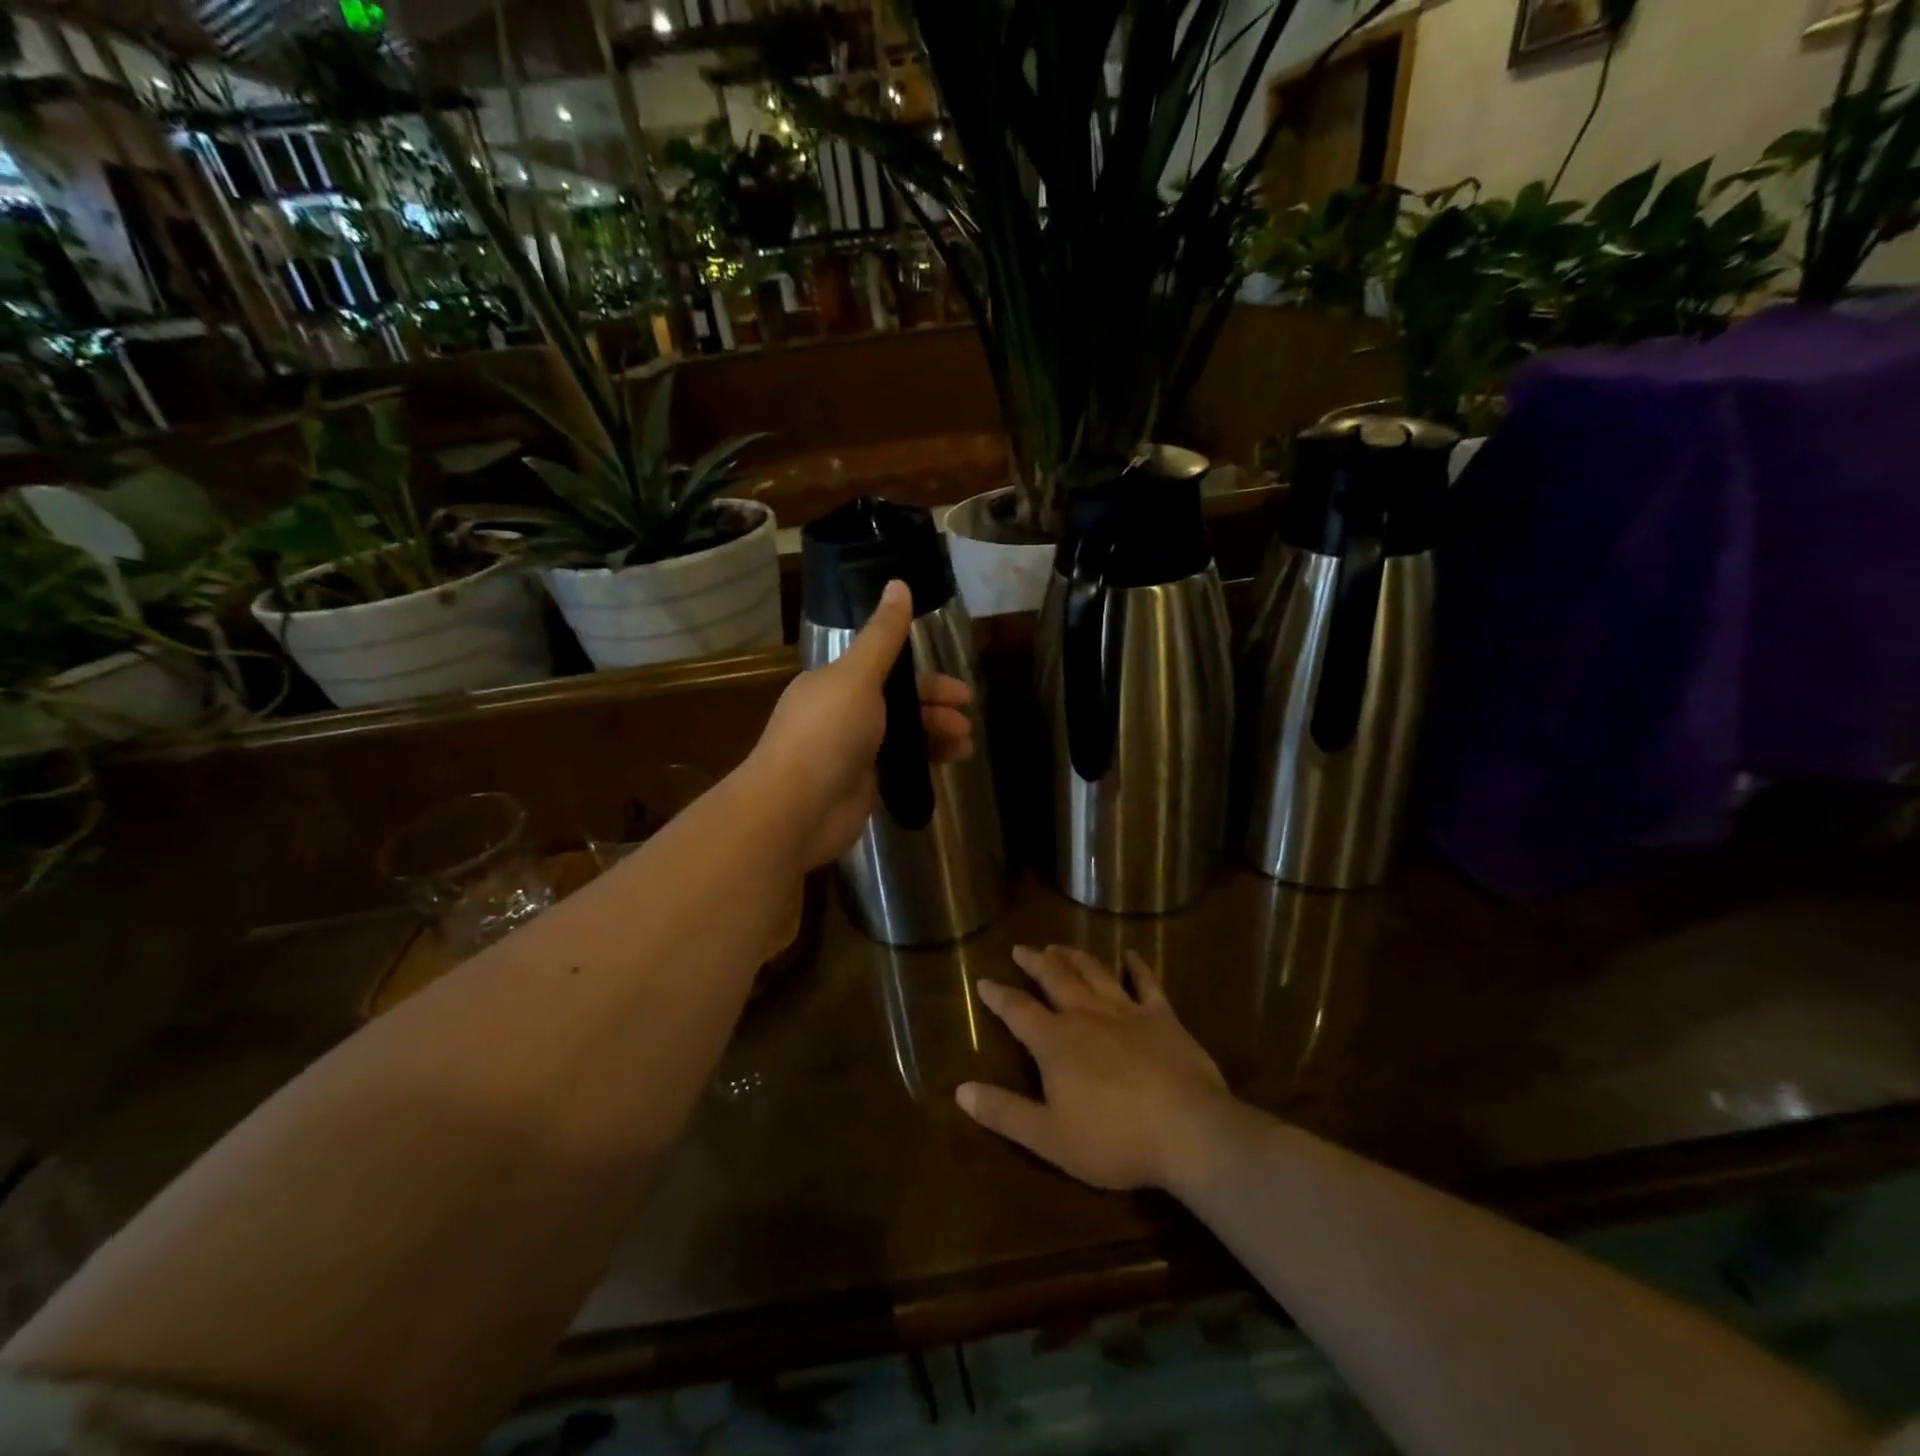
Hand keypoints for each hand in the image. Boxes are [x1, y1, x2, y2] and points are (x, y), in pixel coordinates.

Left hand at [748, 579, 974, 868]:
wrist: (796, 808)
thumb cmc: (827, 733)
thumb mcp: (858, 676)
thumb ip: (883, 635)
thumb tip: (898, 583)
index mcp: (836, 683)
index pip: (888, 671)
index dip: (926, 678)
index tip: (960, 690)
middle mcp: (842, 714)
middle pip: (899, 705)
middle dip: (935, 710)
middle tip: (967, 721)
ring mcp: (851, 753)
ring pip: (902, 737)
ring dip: (935, 737)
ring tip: (965, 747)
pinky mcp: (861, 787)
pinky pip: (898, 767)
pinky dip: (923, 763)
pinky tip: (948, 766)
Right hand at [957, 946, 1232, 1191]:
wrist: (1188, 1130)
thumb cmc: (1114, 1139)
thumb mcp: (1049, 1137)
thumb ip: (1004, 1112)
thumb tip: (961, 1090)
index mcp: (1055, 1042)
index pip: (1018, 1010)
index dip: (998, 996)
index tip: (983, 981)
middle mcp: (1086, 1015)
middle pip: (1055, 978)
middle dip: (1035, 962)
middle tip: (1021, 948)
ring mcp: (1126, 1012)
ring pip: (1094, 973)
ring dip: (1074, 957)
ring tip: (1059, 945)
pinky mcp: (1163, 1017)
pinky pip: (1146, 983)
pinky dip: (1136, 966)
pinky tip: (1130, 954)